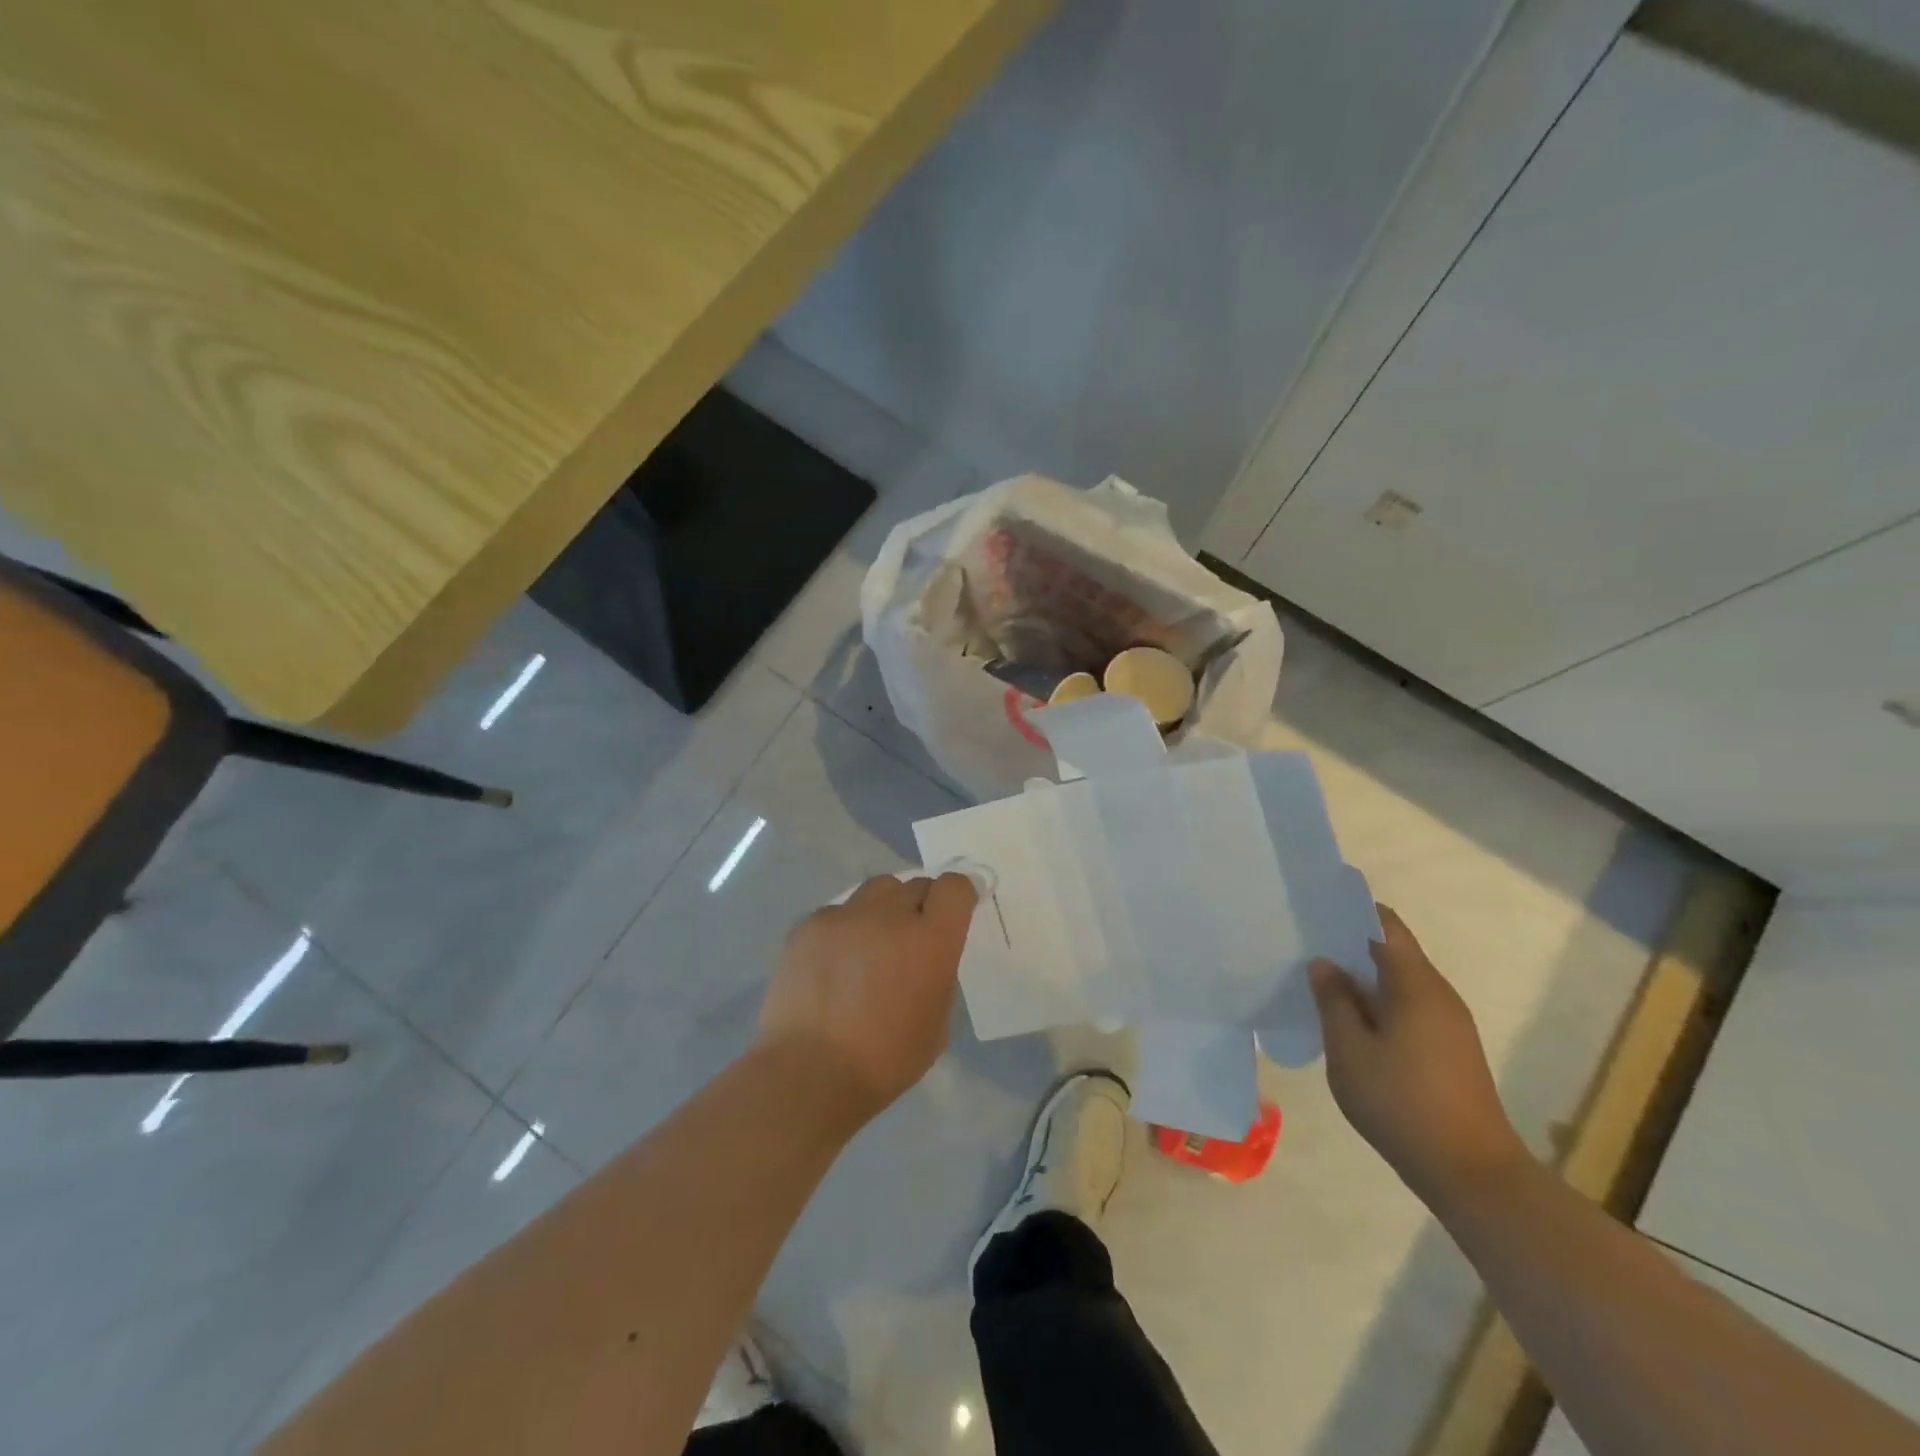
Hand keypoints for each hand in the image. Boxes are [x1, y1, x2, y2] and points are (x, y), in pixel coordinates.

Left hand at [758, 872, 978, 1120]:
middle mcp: (891, 915)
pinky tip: (834, 962)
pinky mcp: (810, 924)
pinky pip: (838, 911)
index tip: (955, 913)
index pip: (955, 887)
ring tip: (872, 943)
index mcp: (931, 940)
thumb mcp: (937, 1023)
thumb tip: (928, 959)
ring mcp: (846, 915)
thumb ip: (939, 976)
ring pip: (877, 890)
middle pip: (916, 885)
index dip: (958, 895)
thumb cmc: (885, 1060)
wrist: (809, 1072)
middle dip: (921, 906)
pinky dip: (845, 928)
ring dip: (884, 908)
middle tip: (910, 939)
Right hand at [1309, 905, 1529, 1205]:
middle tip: (1305, 945)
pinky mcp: (1451, 1050)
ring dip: (1363, 978)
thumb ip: (1334, 1001)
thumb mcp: (1350, 1051)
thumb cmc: (1403, 1104)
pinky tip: (1350, 1021)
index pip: (1386, 926)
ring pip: (1400, 982)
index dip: (1352, 911)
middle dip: (1351, 945)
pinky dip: (1378, 1003)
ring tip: (1320, 982)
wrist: (1473, 1174)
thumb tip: (1324, 964)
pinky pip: (1408, 1007)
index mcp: (1416, 985)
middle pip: (1393, 951)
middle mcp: (1439, 995)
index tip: (1316, 908)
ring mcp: (1449, 1024)